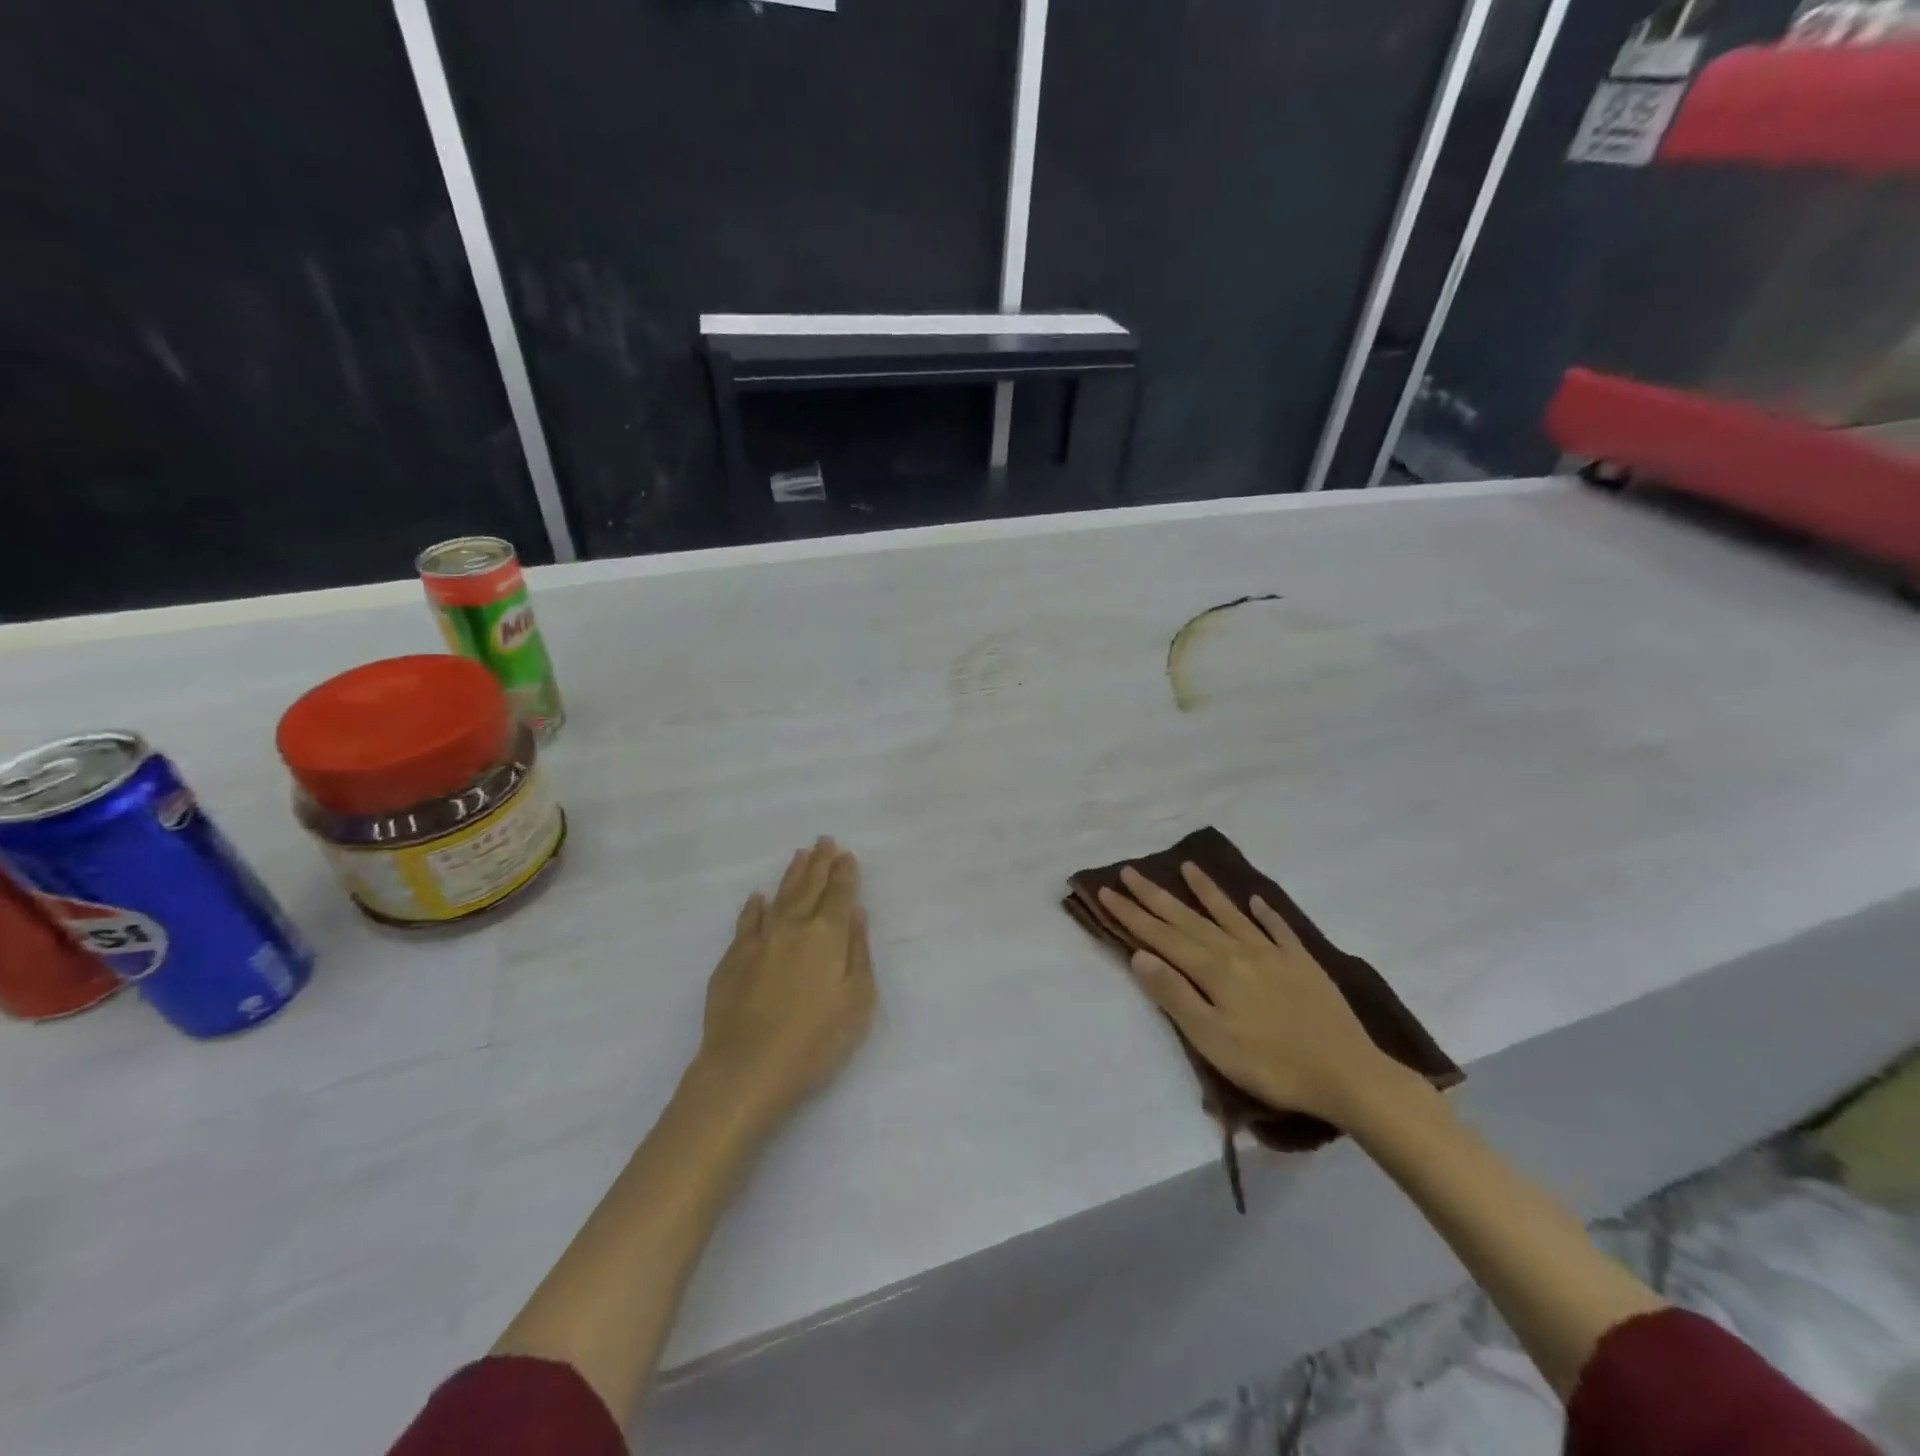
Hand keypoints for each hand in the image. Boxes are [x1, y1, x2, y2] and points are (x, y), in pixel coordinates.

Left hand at [696, 837, 875, 1126]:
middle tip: (824, 841)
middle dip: (819, 863)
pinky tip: (757, 898)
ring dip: (792, 875)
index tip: (846, 854)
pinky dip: (754, 907)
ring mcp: (759, 941)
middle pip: (809, 887)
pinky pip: (746, 922)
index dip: (844, 874)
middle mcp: (793, 928)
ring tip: (800, 856)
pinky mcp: (732, 960)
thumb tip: (854, 914)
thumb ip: (858, 953)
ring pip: (779, 898)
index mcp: (826, 936)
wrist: (746, 1069)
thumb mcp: (856, 1001)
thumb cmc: (814, 1041)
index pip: (839, 895)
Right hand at [1097, 863, 1409, 1126]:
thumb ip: (1176, 994)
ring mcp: (1274, 954)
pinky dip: (1265, 913)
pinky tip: (1256, 900)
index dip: (1133, 914)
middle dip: (1156, 895)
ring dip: (1206, 892)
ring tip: (1187, 867)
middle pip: (1190, 919)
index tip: (1107, 890)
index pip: (1163, 936)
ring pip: (1231, 915)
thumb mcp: (1212, 1039)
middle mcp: (1239, 951)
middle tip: (1130, 871)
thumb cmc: (1272, 1065)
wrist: (1349, 1075)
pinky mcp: (1303, 964)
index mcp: (1215, 970)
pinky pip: (1278, 929)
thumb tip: (1140, 955)